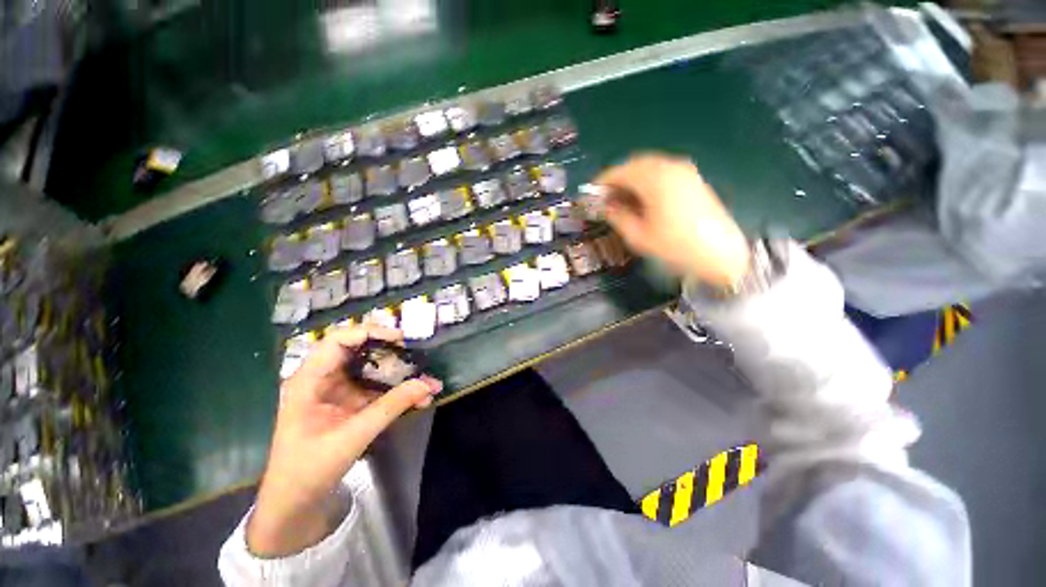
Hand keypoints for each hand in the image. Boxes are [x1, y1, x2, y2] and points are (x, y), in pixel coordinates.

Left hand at [246, 324, 441, 556]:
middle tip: (417, 356)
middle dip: (392, 353)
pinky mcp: (349, 404)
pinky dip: (397, 392)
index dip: (368, 333)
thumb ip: (392, 406)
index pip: (337, 341)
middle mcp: (323, 379)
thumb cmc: (311, 468)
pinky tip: (418, 398)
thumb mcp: (354, 435)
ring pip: (372, 371)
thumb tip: (428, 384)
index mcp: (309, 380)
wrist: (296, 503)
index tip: (399, 338)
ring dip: (400, 376)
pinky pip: (376, 389)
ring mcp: (337, 391)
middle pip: (359, 352)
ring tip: (427, 381)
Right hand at [594, 153, 749, 286]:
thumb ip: (617, 216)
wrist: (720, 254)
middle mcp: (669, 167)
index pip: (620, 171)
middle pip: (634, 164)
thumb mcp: (638, 236)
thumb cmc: (675, 246)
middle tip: (604, 198)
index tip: (590, 194)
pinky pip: (662, 171)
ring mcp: (684, 171)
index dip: (602, 182)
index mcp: (654, 179)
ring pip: (648, 166)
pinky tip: (642, 198)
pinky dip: (646, 180)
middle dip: (616, 179)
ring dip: (631, 179)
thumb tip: (605, 206)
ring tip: (620, 199)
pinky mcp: (692, 178)